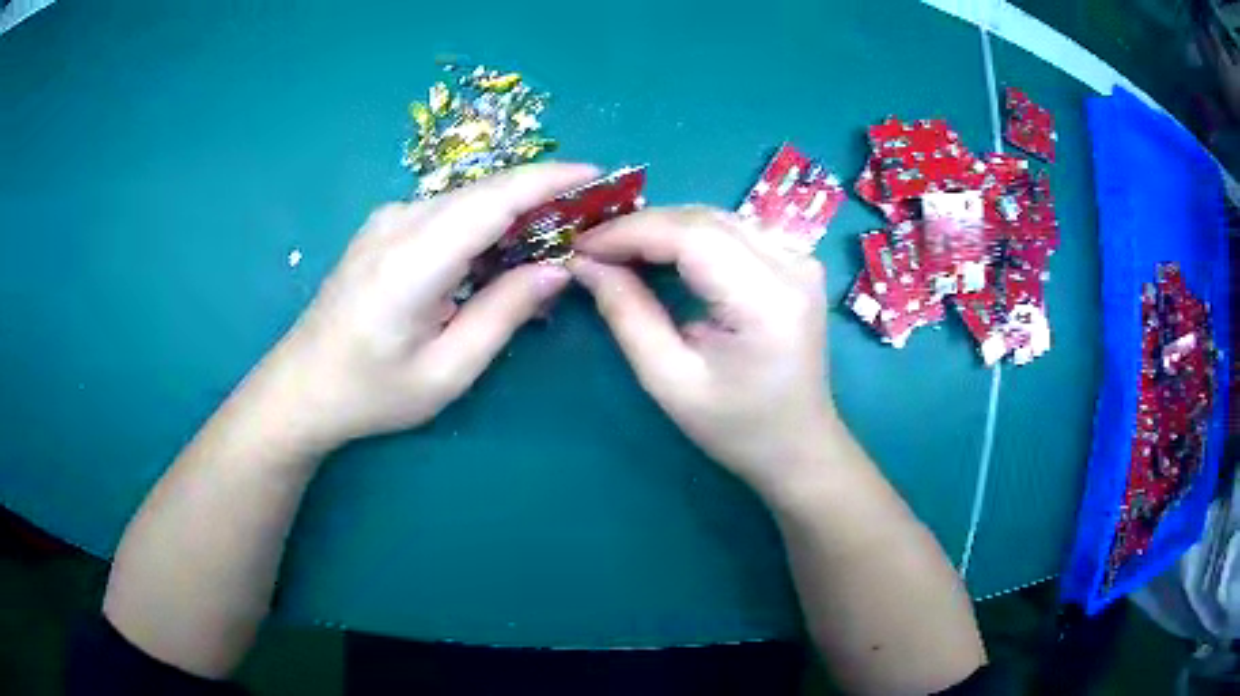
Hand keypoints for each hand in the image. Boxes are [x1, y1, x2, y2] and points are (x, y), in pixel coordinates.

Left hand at [264, 163, 599, 450]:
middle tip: (590, 219)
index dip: (551, 180)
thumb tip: (558, 269)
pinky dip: (485, 224)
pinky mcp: (384, 227)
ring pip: (468, 200)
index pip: (495, 198)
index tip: (599, 177)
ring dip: (515, 212)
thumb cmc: (372, 391)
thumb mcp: (446, 371)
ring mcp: (387, 220)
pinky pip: (447, 213)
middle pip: (486, 192)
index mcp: (413, 260)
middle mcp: (399, 223)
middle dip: (544, 195)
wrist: (302, 386)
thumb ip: (504, 314)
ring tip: (554, 242)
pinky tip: (501, 255)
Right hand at [570, 206, 834, 496]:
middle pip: (704, 220)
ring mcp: (800, 259)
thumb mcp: (671, 381)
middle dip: (641, 227)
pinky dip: (689, 237)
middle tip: (593, 249)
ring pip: (716, 219)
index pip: (692, 235)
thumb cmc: (737, 428)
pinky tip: (660, 253)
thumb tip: (586, 264)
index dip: (631, 232)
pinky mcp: (796, 262)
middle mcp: (792, 265)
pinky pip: (733, 231)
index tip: (581, 245)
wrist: (799, 446)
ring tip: (618, 250)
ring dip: (663, 228)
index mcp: (768, 300)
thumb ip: (628, 315)